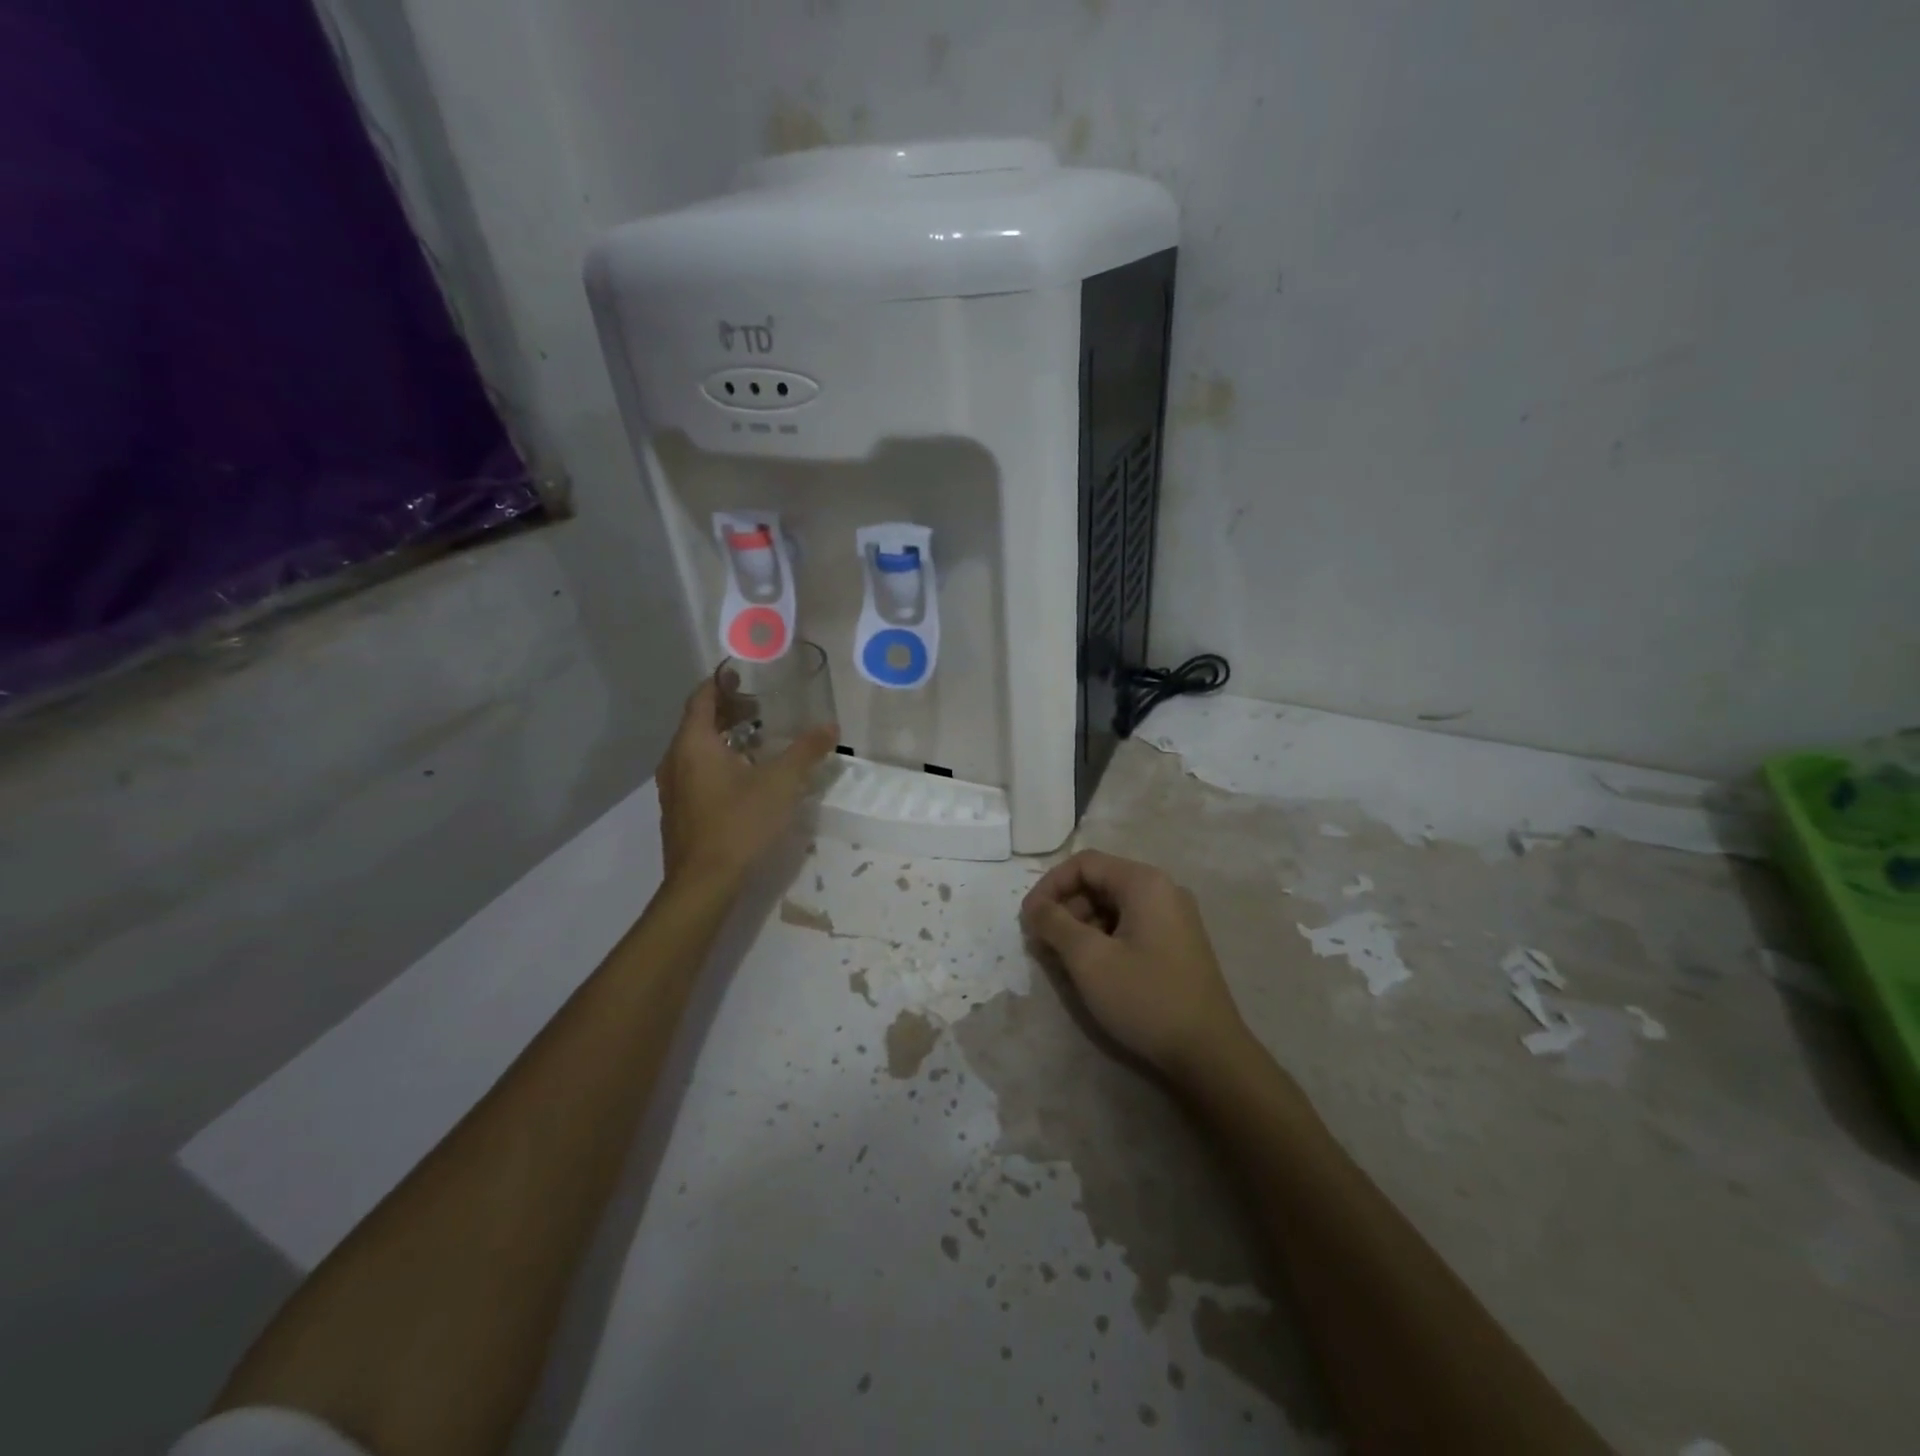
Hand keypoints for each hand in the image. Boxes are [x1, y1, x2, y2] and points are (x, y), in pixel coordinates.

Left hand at [657, 680, 837, 889]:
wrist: (703, 883)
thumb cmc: (739, 823)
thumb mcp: (781, 783)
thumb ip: (806, 751)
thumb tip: (831, 727)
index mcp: (694, 743)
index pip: (701, 698)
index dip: (720, 683)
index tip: (741, 674)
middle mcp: (675, 760)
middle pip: (698, 723)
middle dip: (727, 711)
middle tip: (758, 708)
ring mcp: (672, 788)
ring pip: (695, 749)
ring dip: (723, 738)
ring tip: (755, 741)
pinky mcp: (678, 812)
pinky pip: (695, 772)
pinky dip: (716, 762)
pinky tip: (742, 778)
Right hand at [1020, 850, 1250, 1080]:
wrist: (1210, 1054)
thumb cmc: (1145, 998)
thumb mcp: (1089, 959)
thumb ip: (1054, 924)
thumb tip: (1033, 907)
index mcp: (1145, 883)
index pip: (1084, 863)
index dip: (1049, 886)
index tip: (1028, 920)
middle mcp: (1163, 890)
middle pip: (1099, 882)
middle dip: (1065, 908)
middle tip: (1042, 943)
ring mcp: (1174, 918)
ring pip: (1113, 906)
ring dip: (1081, 926)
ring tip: (1062, 960)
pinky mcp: (1177, 944)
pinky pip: (1130, 926)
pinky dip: (1104, 939)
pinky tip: (1092, 969)